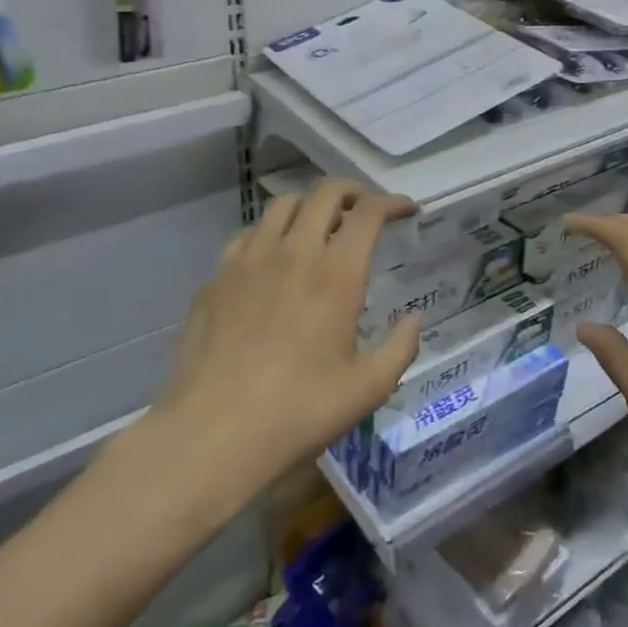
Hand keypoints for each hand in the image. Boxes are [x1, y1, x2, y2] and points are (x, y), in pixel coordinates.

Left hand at [147, 180, 421, 491]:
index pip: (369, 212)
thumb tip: (414, 319)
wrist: (213, 433)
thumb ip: (400, 347)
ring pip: (282, 206)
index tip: (407, 210)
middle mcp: (293, 252)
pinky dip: (270, 235)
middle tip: (365, 212)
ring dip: (309, 207)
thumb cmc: (300, 412)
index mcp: (336, 273)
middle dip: (353, 192)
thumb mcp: (368, 389)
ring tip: (319, 230)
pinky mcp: (216, 278)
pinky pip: (247, 236)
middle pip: (325, 193)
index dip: (393, 202)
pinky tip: (272, 262)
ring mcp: (248, 260)